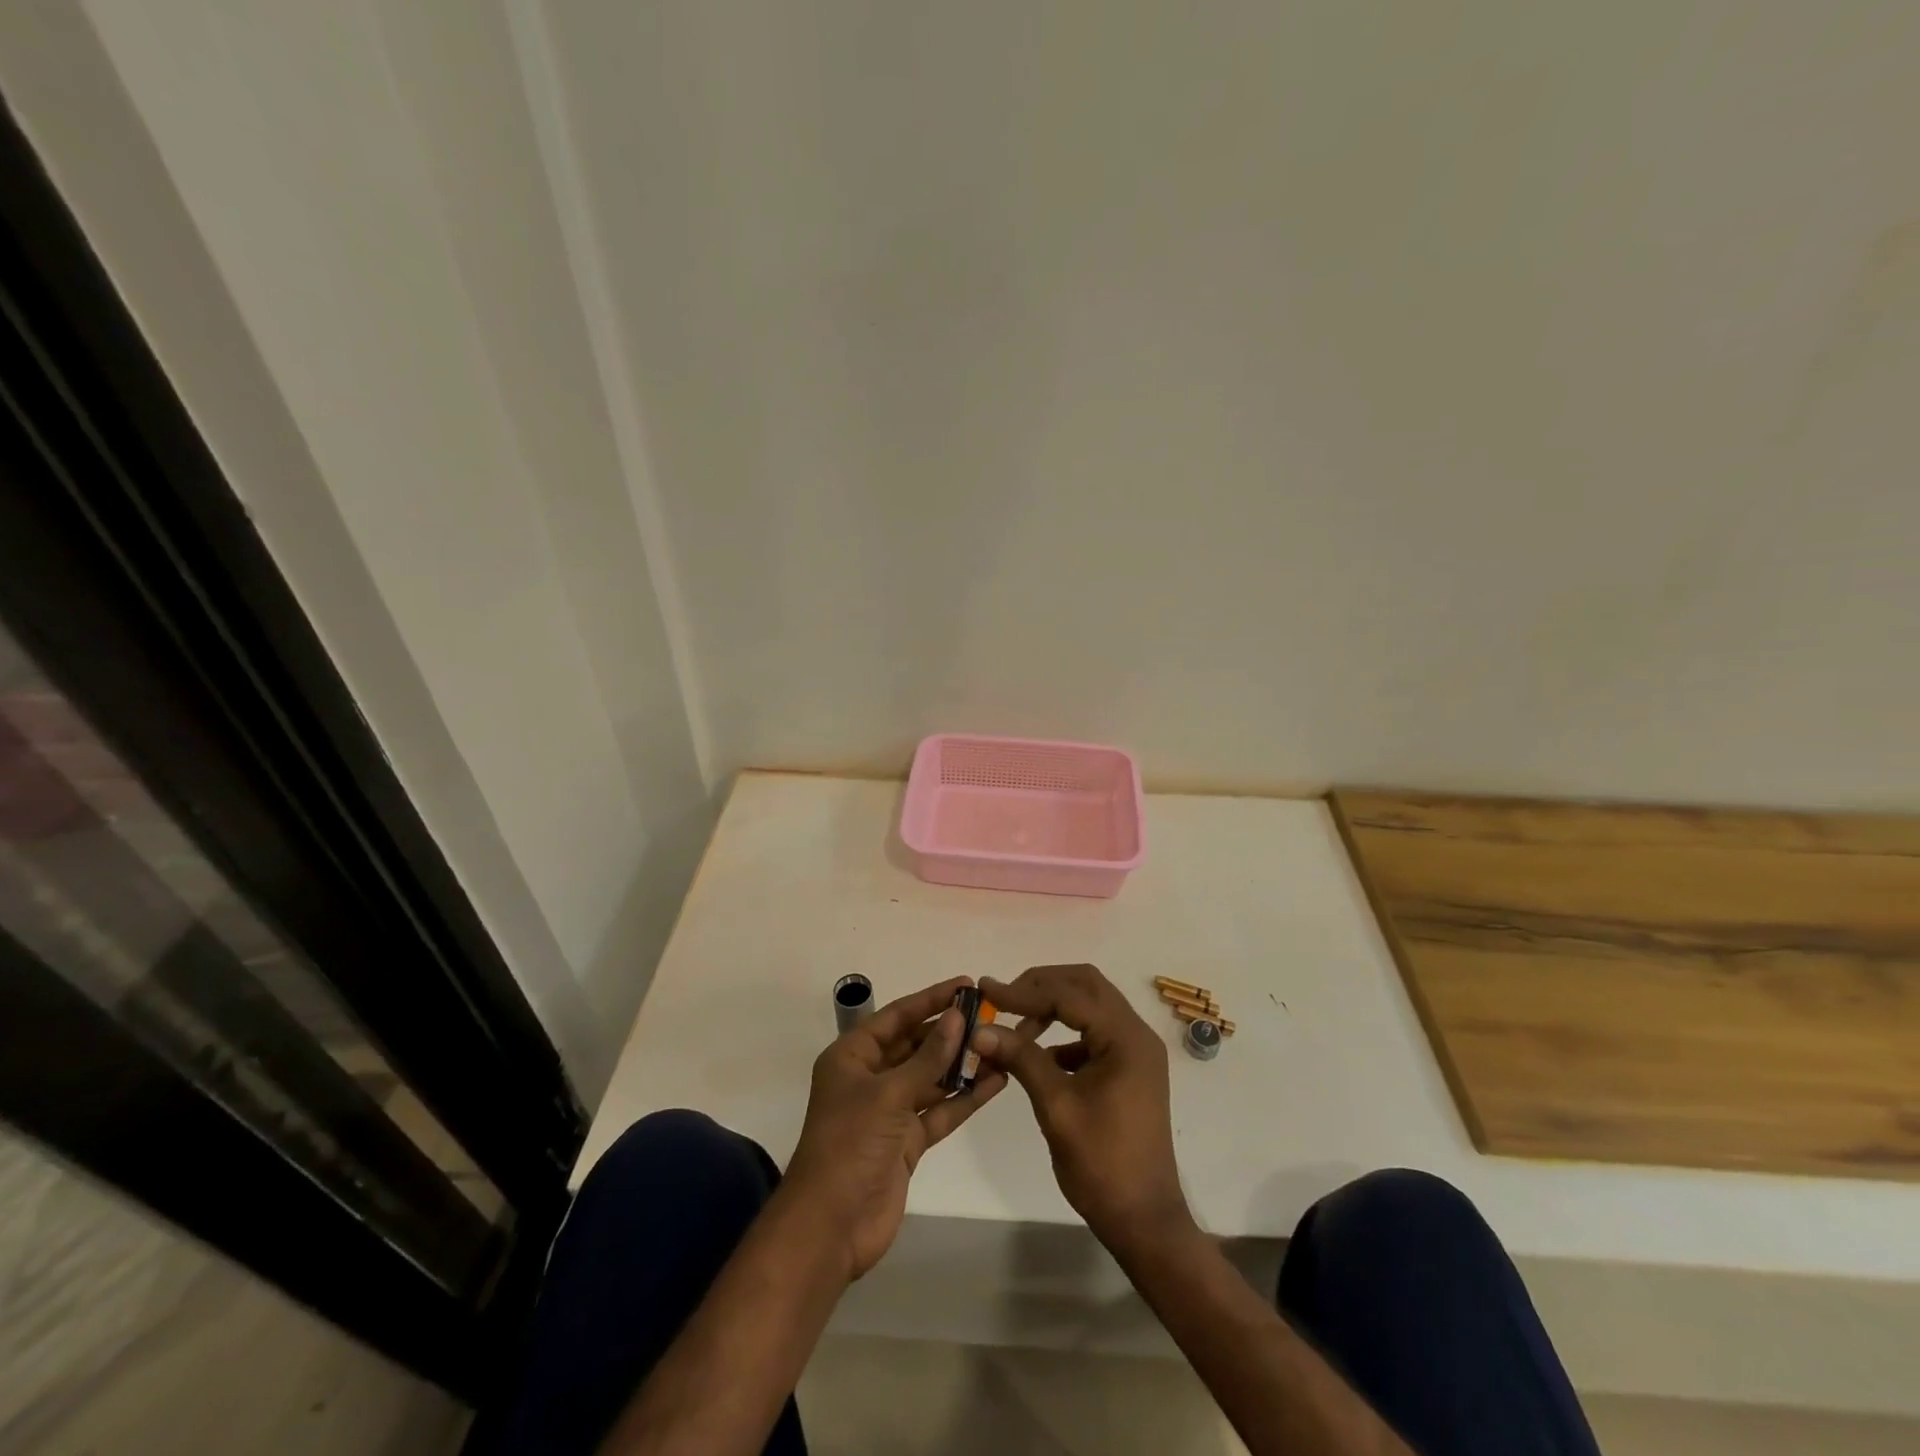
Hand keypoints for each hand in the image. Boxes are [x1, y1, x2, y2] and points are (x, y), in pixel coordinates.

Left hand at [781, 977, 1005, 1281]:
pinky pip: (939, 1110)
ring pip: (931, 1078)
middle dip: (950, 1032)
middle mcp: (870, 1078)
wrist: (831, 1228)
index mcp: (852, 1056)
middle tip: (992, 1017)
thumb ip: (928, 1057)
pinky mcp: (907, 1141)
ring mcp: (889, 1111)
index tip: (965, 984)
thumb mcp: (889, 1094)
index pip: (897, 1016)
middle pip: (915, 1045)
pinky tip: (995, 1083)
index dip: (930, 999)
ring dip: (962, 1064)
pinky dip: (964, 1098)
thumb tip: (957, 1017)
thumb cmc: (850, 1145)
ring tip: (1002, 1046)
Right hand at [973, 964, 1194, 1256]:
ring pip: (1090, 1005)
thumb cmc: (1102, 1164)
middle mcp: (1136, 1034)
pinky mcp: (1129, 1068)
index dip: (1024, 991)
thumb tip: (979, 1030)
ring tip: (1015, 1026)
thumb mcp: (1056, 1107)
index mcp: (1126, 1038)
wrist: (1144, 1220)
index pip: (1070, 994)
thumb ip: (1021, 1059)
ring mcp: (1135, 1051)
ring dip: (1053, 1006)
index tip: (986, 991)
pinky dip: (1064, 1032)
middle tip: (1003, 999)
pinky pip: (1093, 1031)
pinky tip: (1038, 1054)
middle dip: (1042, 986)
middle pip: (1086, 985)